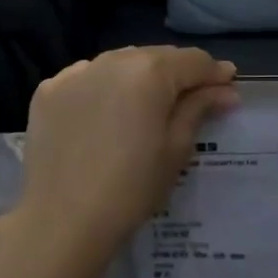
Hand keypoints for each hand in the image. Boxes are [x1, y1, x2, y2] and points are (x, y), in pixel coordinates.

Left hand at [18, 46, 238, 261]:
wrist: (61, 220)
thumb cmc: (131, 188)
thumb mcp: (176, 149)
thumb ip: (199, 108)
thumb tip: (225, 90)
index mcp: (150, 70)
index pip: (194, 60)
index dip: (215, 74)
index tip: (228, 89)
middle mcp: (113, 59)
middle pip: (157, 56)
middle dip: (178, 74)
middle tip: (192, 99)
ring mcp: (76, 73)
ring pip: (120, 63)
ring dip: (139, 77)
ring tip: (148, 105)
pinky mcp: (49, 91)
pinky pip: (86, 79)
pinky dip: (102, 88)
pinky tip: (106, 114)